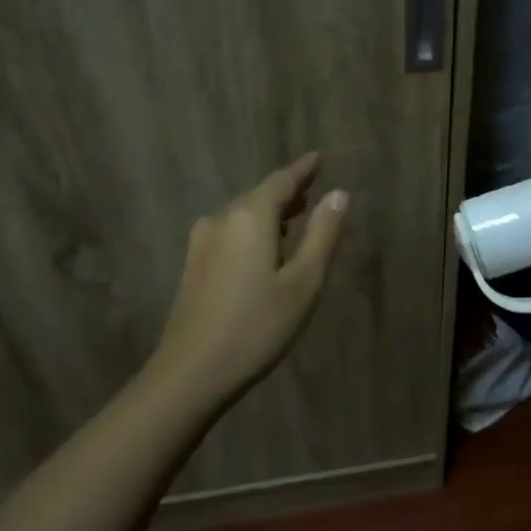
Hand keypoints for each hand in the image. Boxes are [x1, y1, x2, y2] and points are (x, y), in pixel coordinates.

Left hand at [146, 152, 349, 408]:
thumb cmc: (257, 326)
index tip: (319, 157)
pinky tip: (267, 247)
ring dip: (271, 212)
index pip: (281, 181)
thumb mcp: (303, 282)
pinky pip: (232, 232)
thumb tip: (339, 195)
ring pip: (244, 215)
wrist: (191, 373)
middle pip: (260, 195)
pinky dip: (255, 230)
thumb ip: (322, 235)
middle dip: (288, 191)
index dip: (303, 169)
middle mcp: (222, 219)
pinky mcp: (195, 265)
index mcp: (249, 217)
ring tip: (297, 215)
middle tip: (314, 187)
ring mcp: (202, 243)